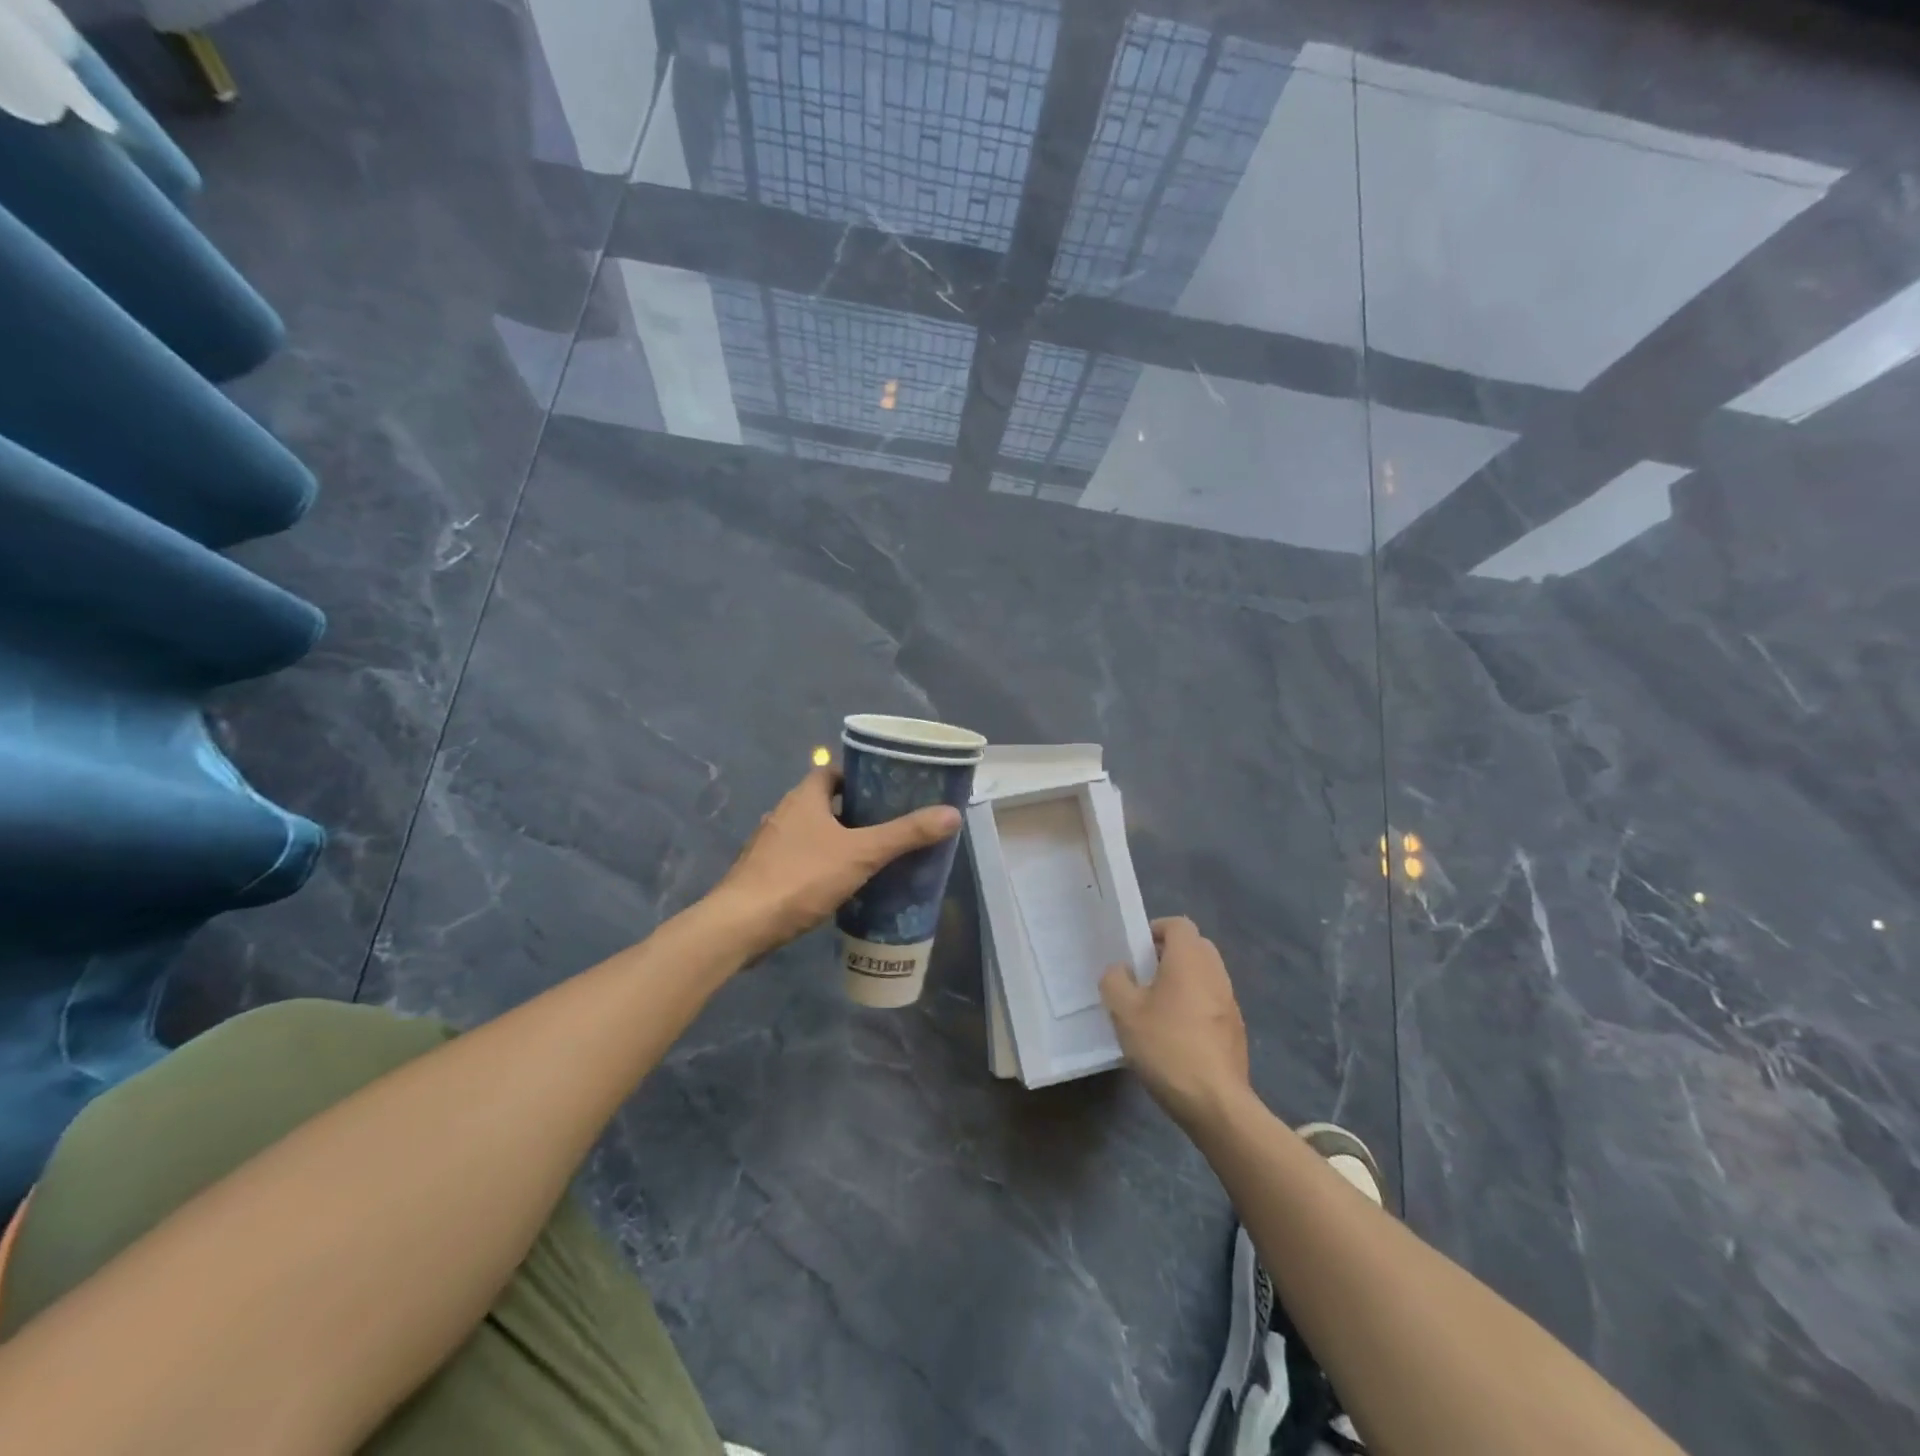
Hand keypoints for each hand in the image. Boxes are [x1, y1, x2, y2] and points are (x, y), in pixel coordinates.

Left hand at [709, 766, 961, 959]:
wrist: (741, 924)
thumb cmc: (801, 877)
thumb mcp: (861, 853)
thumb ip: (905, 834)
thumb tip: (951, 814)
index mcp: (803, 798)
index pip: (830, 772)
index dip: (856, 776)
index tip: (884, 790)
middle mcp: (782, 813)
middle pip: (821, 802)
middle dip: (851, 811)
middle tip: (886, 824)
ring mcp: (768, 844)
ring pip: (808, 832)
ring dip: (834, 839)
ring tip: (868, 855)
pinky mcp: (762, 873)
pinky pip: (797, 858)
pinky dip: (817, 863)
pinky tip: (837, 884)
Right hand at [1100, 917, 1249, 1129]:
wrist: (1216, 1103)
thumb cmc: (1167, 1047)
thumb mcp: (1124, 1012)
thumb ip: (1115, 981)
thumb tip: (1121, 970)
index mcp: (1190, 960)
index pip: (1178, 924)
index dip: (1156, 930)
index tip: (1136, 951)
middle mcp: (1215, 973)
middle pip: (1195, 947)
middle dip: (1169, 954)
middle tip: (1144, 976)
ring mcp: (1230, 1002)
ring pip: (1205, 975)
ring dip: (1183, 981)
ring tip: (1156, 1007)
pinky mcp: (1236, 1030)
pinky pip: (1212, 1002)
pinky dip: (1195, 1005)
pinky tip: (1176, 1035)